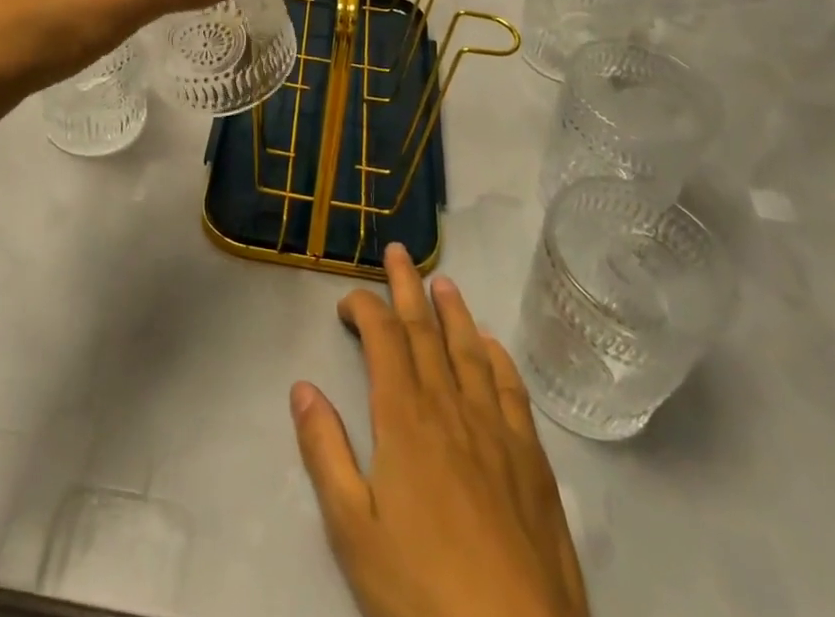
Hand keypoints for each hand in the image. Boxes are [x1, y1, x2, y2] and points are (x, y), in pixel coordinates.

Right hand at [292, 245, 589, 616]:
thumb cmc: (422, 593)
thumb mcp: (352, 530)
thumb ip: (325, 452)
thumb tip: (302, 386)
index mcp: (404, 419)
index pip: (383, 339)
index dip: (365, 308)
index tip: (349, 300)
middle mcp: (450, 407)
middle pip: (425, 331)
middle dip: (407, 287)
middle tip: (398, 251)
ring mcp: (496, 430)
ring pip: (470, 350)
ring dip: (453, 311)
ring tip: (443, 280)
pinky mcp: (532, 459)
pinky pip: (512, 389)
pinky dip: (498, 357)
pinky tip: (492, 346)